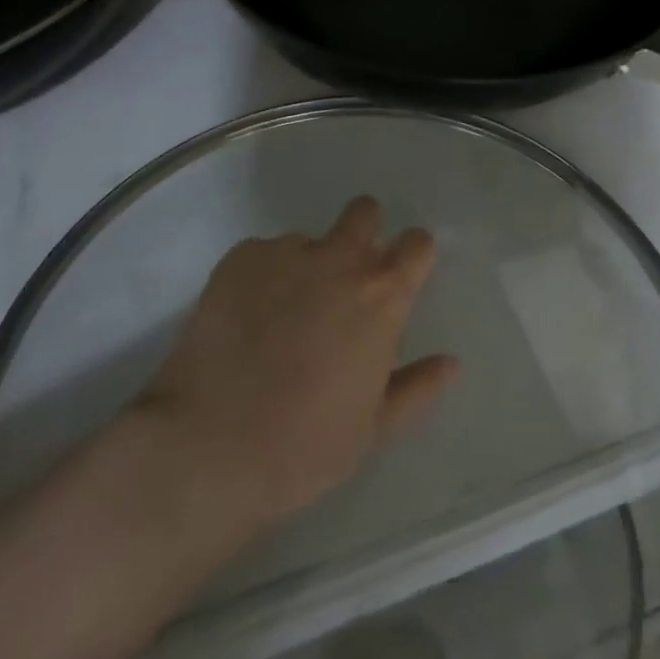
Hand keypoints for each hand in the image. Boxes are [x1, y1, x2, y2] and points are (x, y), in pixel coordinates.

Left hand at [137, 197, 457, 528]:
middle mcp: (339, 258)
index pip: (416, 244)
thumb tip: (450, 363)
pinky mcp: (241, 256)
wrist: (209, 445)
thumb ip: (416, 388)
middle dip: (363, 233)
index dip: (412, 255)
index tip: (402, 275)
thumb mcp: (372, 429)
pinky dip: (262, 278)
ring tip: (280, 318)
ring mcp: (286, 251)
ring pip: (308, 240)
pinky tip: (244, 321)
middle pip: (364, 213)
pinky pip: (264, 255)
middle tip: (345, 278)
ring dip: (306, 266)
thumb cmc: (304, 446)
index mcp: (380, 295)